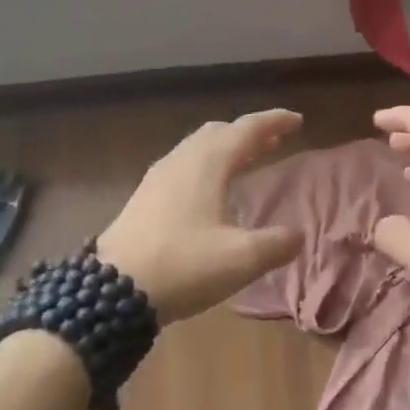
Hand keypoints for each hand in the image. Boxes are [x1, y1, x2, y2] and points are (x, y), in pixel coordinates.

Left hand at [95, 110, 304, 324]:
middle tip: (274, 141)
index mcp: (207, 164)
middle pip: (219, 132)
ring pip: (197, 148)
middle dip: (248, 133)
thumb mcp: (241, 259)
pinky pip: (183, 165)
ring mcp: (158, 178)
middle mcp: (181, 161)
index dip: (274, 122)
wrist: (112, 290)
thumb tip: (297, 236)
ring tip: (248, 160)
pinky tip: (211, 190)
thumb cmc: (183, 265)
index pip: (247, 129)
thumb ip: (277, 244)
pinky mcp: (144, 198)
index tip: (297, 120)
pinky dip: (207, 164)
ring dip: (226, 147)